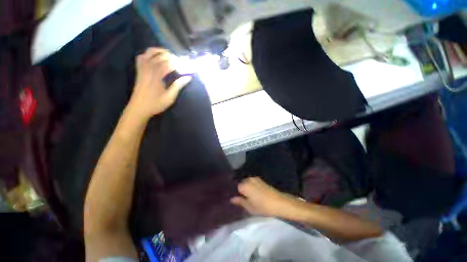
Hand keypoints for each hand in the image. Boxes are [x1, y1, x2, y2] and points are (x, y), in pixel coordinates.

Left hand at [129, 48, 191, 118]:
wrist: (138, 108)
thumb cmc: (155, 104)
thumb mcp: (170, 97)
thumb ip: (178, 86)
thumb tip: (188, 77)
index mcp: (157, 75)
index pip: (169, 64)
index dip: (179, 63)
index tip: (186, 65)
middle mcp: (149, 69)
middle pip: (161, 56)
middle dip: (172, 57)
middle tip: (180, 61)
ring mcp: (142, 68)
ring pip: (150, 53)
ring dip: (160, 51)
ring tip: (168, 54)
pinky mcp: (139, 71)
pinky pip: (141, 57)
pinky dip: (148, 54)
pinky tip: (153, 56)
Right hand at [231, 177, 300, 217]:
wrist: (279, 202)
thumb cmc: (263, 206)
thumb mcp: (250, 207)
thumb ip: (240, 202)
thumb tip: (232, 199)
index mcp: (244, 185)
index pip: (235, 187)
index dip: (235, 192)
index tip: (235, 198)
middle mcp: (249, 179)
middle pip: (241, 183)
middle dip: (240, 189)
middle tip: (241, 198)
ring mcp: (255, 178)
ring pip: (246, 182)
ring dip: (246, 187)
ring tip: (247, 196)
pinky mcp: (260, 180)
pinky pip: (252, 182)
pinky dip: (251, 186)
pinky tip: (253, 193)